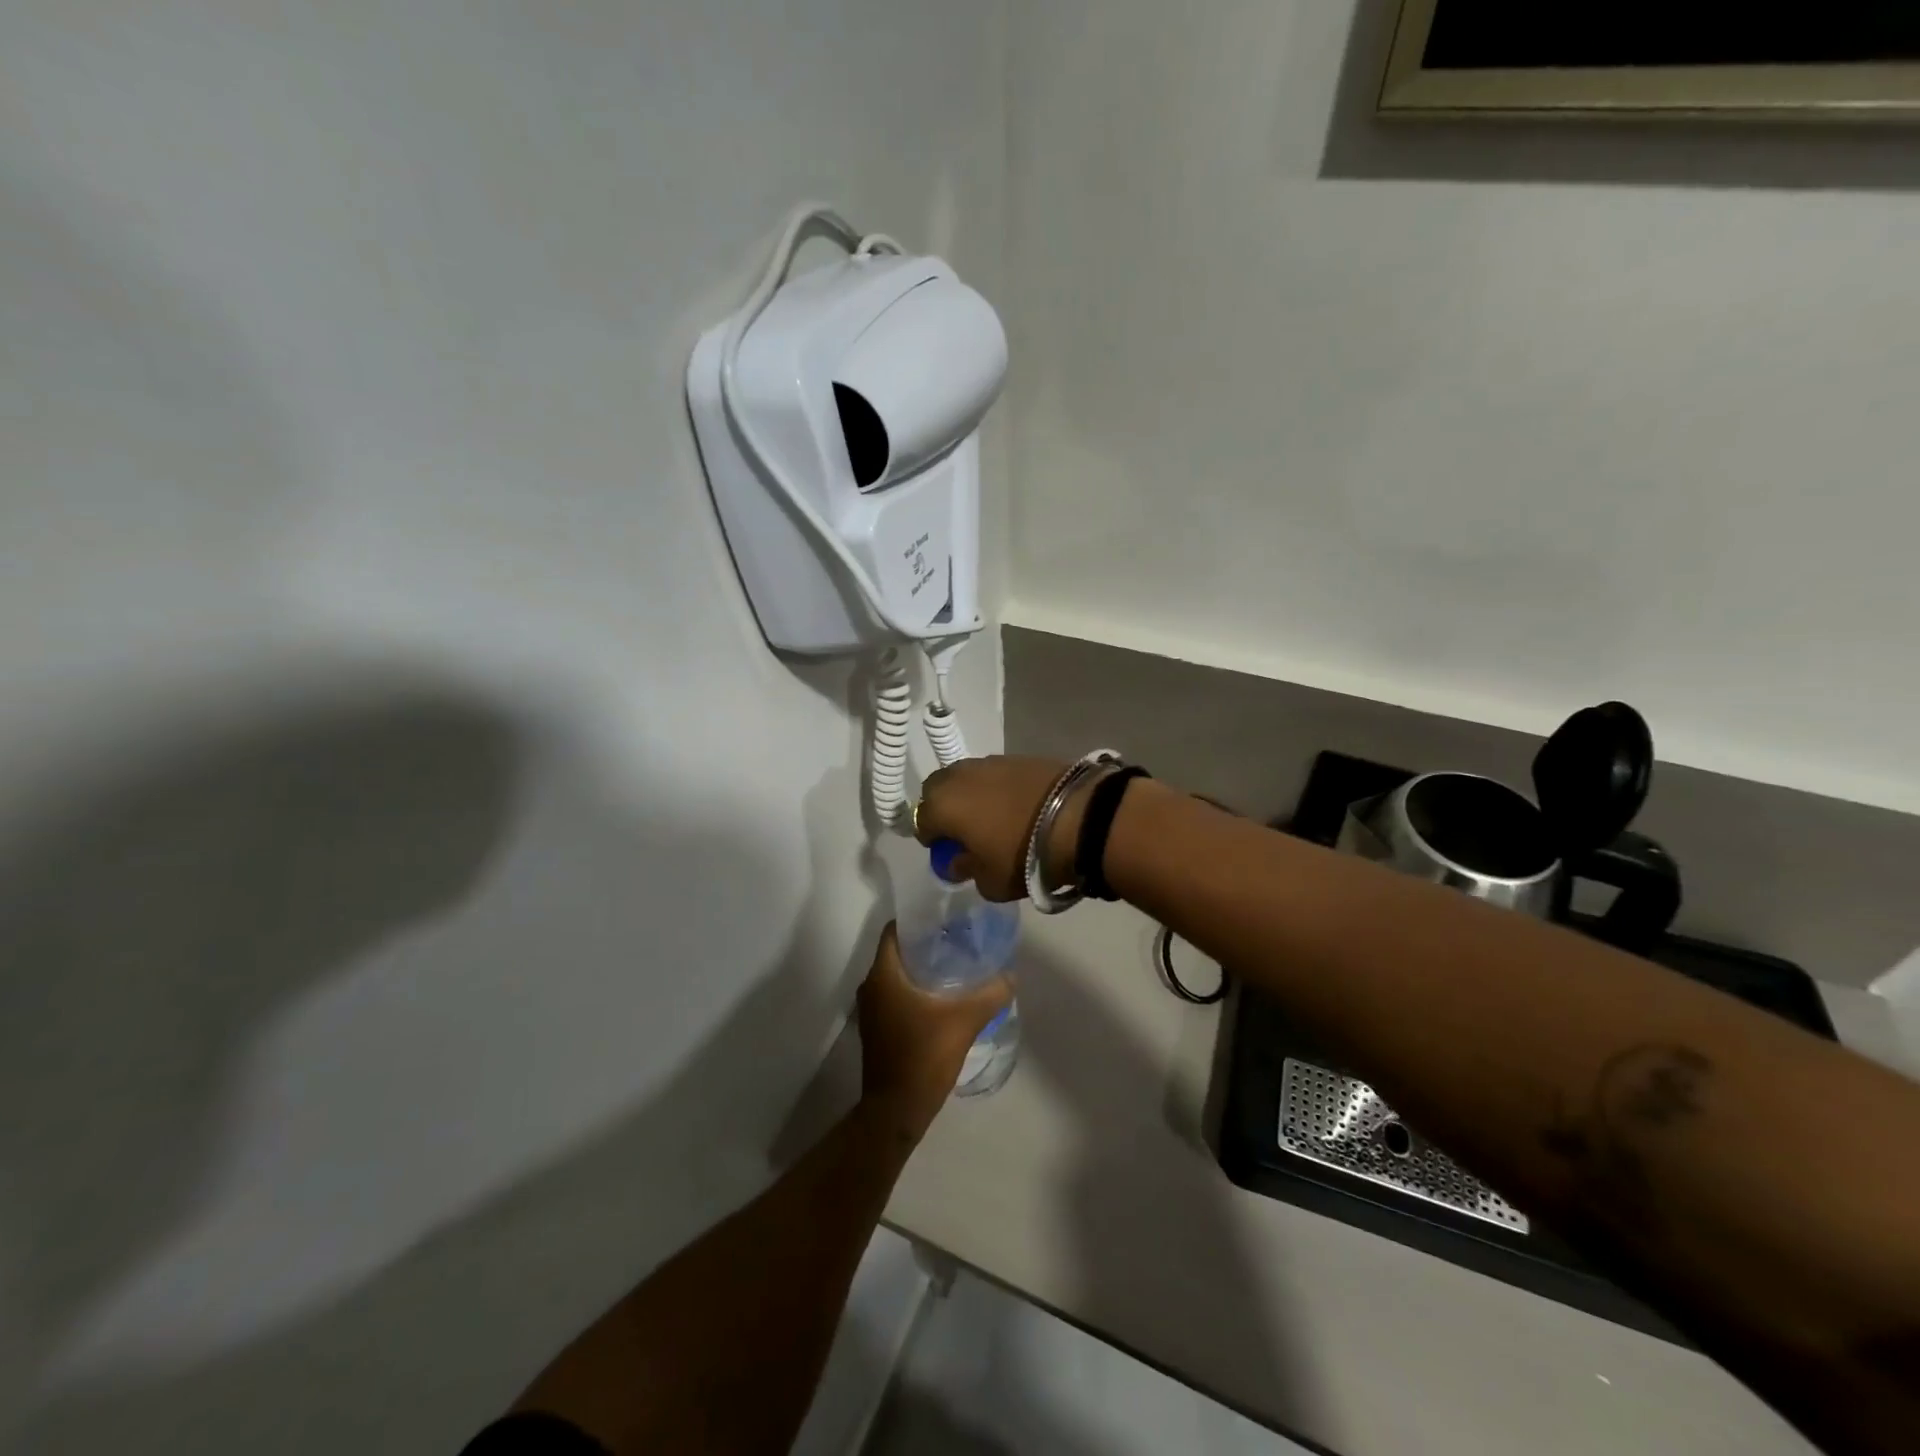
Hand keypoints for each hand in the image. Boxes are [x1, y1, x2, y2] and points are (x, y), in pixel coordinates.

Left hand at [858, 924, 1010, 1134]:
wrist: (896, 1110)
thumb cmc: (923, 1056)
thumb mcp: (964, 1021)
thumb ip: (990, 994)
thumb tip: (1010, 977)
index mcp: (883, 975)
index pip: (894, 931)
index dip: (918, 921)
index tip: (945, 919)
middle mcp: (871, 986)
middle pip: (897, 951)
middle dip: (926, 944)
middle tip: (958, 940)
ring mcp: (871, 1010)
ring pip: (897, 975)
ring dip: (921, 969)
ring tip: (956, 965)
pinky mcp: (877, 1028)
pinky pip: (896, 995)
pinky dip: (915, 990)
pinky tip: (943, 997)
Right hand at [915, 755, 1084, 901]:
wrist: (1080, 818)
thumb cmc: (1023, 855)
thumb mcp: (990, 882)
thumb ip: (966, 870)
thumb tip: (959, 860)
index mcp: (942, 805)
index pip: (921, 823)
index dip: (934, 841)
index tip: (951, 854)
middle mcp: (959, 776)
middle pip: (937, 790)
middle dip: (944, 809)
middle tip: (964, 831)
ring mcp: (990, 761)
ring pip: (966, 778)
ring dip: (971, 795)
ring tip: (993, 817)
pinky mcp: (1019, 756)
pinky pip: (995, 774)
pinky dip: (997, 788)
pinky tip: (1016, 806)